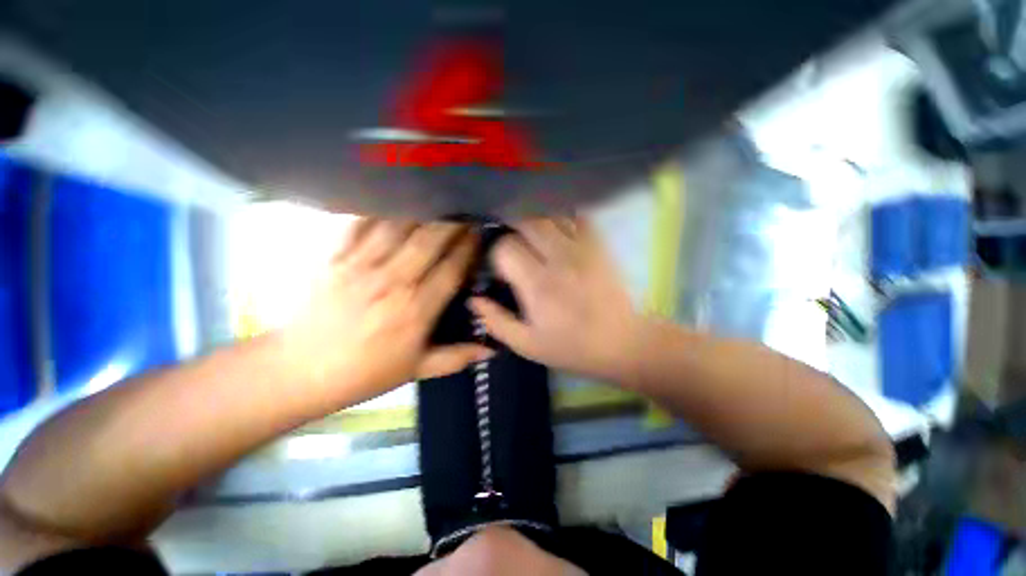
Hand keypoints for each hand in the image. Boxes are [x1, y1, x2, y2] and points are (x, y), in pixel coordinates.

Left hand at [282, 219, 490, 401]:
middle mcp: (393, 282)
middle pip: (429, 240)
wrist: (299, 370)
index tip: (479, 234)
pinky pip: (359, 224)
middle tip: (465, 209)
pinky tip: (394, 199)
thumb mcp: (416, 369)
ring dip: (422, 209)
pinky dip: (379, 209)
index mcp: (416, 310)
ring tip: (437, 198)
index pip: (451, 269)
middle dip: (452, 222)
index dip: (469, 248)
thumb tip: (492, 350)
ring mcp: (360, 266)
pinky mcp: (334, 257)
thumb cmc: (365, 372)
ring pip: (398, 226)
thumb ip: (457, 357)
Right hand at [470, 218, 643, 382]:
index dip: (497, 253)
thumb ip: (496, 321)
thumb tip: (473, 299)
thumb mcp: (527, 344)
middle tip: (511, 244)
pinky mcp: (599, 245)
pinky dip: (560, 217)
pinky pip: (576, 217)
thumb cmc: (572, 347)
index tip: (501, 268)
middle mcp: (558, 259)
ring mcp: (582, 248)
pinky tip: (556, 230)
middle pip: (526, 222)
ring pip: (549, 215)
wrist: (622, 343)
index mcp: (538, 284)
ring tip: (531, 236)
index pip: (506, 247)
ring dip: (534, 221)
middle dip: (512, 228)